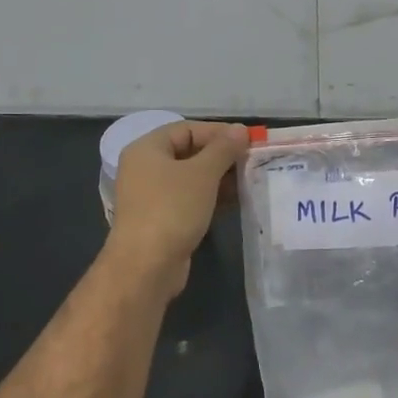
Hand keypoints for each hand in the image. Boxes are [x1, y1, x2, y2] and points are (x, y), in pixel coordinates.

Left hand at [105, 120, 248, 294]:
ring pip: (192, 178)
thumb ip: (224, 148)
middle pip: (190, 152)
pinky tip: (236, 200)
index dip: (219, 131)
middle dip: (222, 156)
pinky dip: (212, 197)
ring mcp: (152, 196)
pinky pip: (190, 199)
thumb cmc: (172, 209)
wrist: (146, 268)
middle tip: (252, 160)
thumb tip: (241, 129)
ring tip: (250, 179)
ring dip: (220, 178)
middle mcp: (146, 168)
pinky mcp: (162, 219)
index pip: (187, 129)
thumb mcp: (203, 174)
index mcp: (147, 149)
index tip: (248, 140)